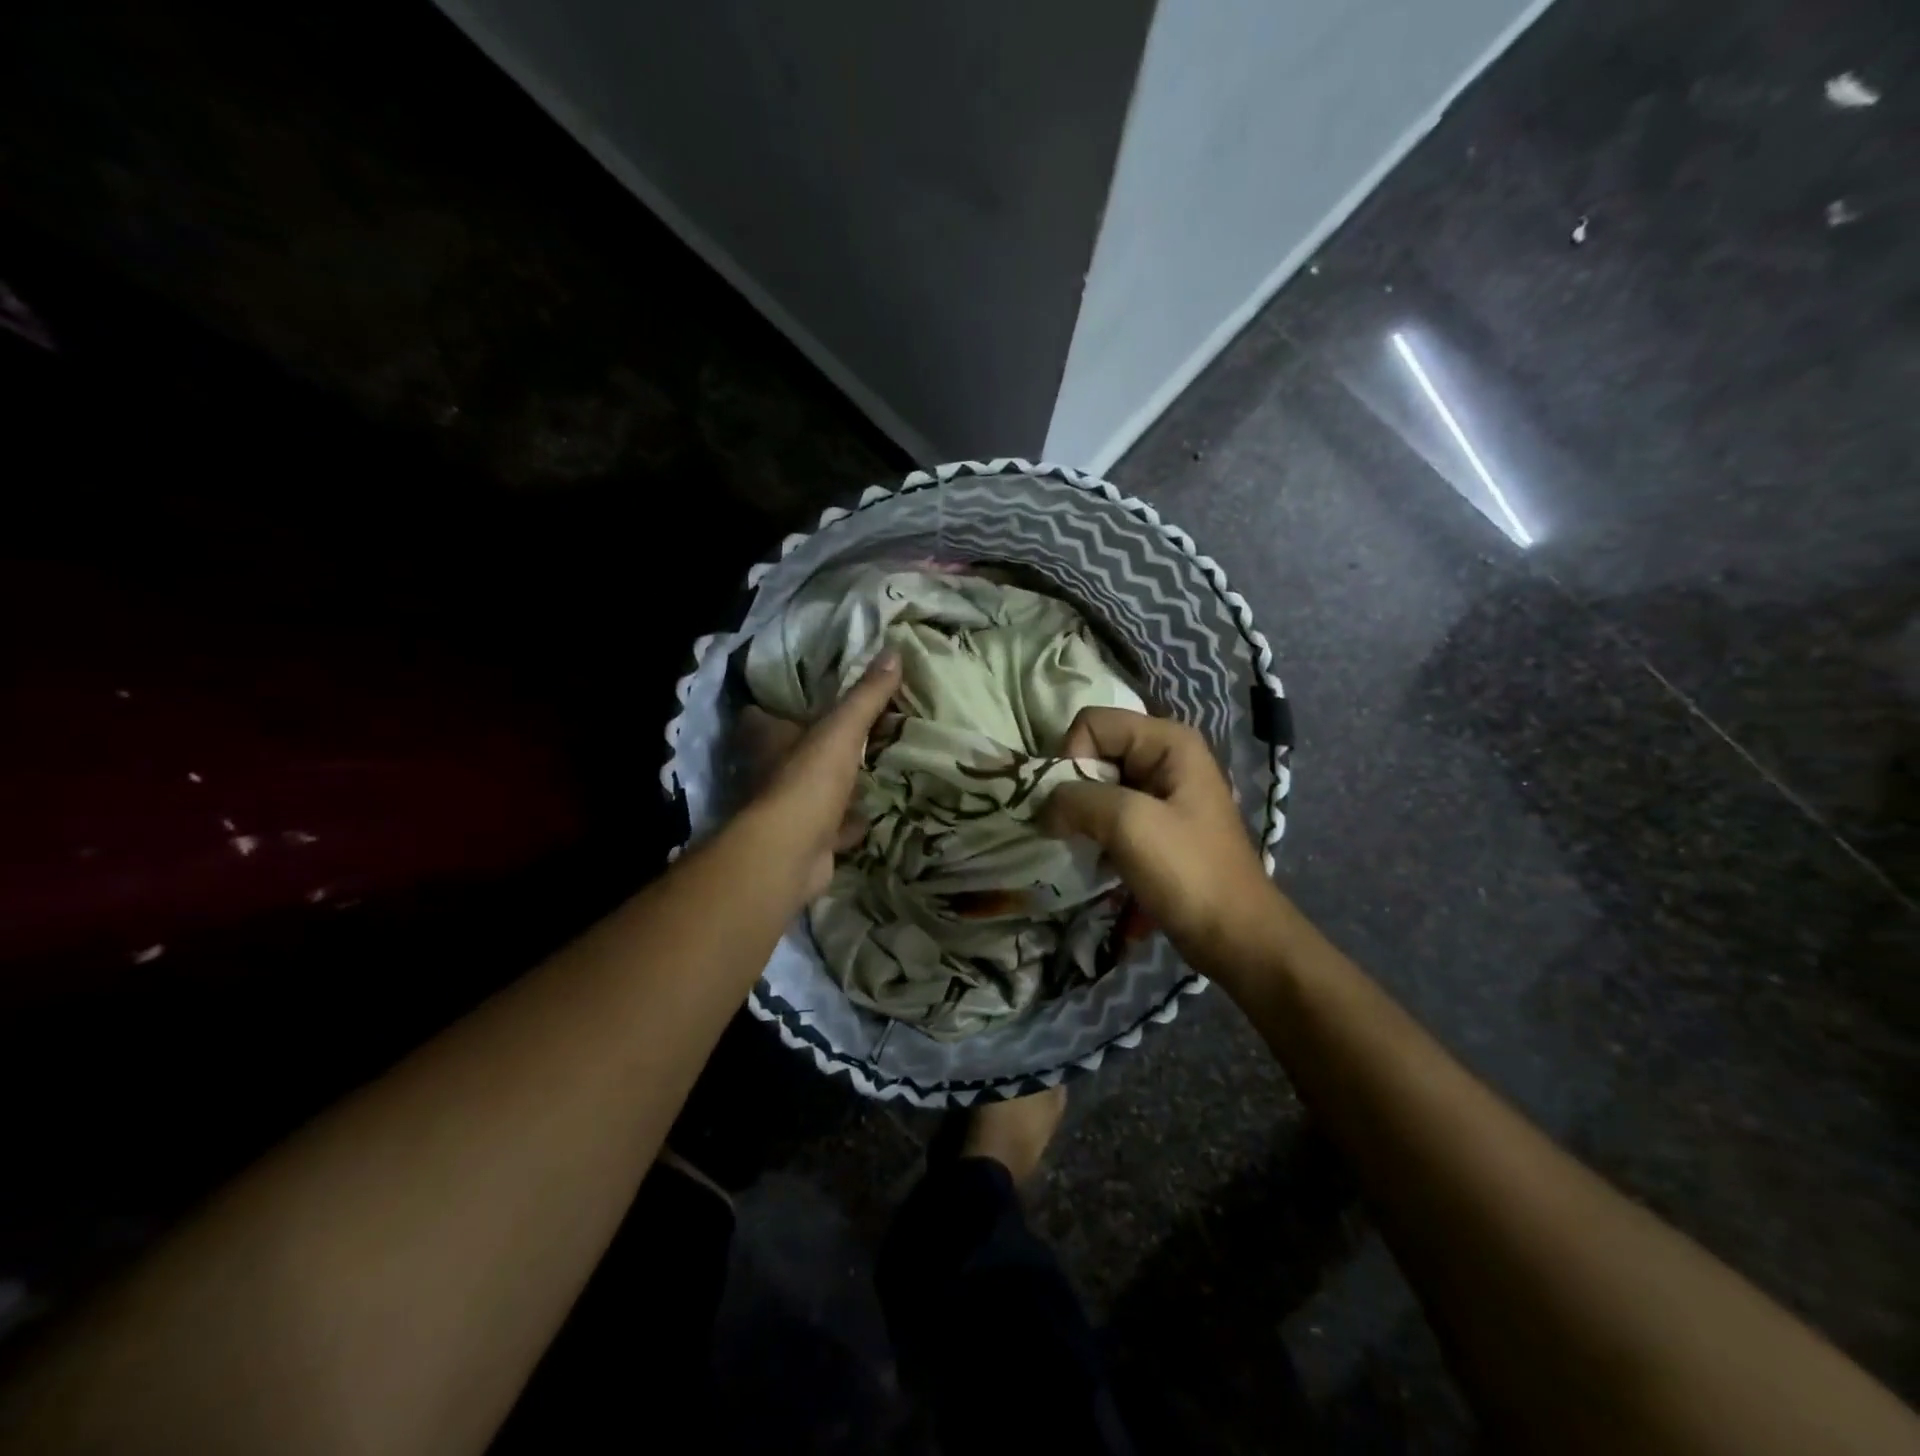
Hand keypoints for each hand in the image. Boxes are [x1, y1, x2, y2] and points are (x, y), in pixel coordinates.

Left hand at [733, 649, 901, 899]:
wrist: (791, 854)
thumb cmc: (808, 781)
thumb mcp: (842, 729)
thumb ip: (866, 695)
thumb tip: (893, 650)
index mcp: (769, 740)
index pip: (761, 716)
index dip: (776, 705)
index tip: (804, 694)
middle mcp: (771, 773)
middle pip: (789, 753)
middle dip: (814, 745)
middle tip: (849, 730)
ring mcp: (788, 810)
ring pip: (813, 790)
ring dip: (835, 785)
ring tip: (869, 768)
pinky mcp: (807, 841)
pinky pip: (832, 827)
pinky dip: (850, 823)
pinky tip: (872, 815)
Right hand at [1043, 708, 1283, 978]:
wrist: (1234, 936)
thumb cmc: (1188, 872)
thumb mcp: (1129, 824)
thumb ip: (1077, 799)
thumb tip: (1043, 806)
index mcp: (1168, 741)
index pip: (1092, 723)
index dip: (1072, 757)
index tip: (1074, 804)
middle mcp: (1165, 756)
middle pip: (1094, 751)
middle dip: (1073, 788)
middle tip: (1070, 828)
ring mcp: (1161, 792)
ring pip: (1098, 785)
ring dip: (1081, 814)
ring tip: (1082, 845)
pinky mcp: (1155, 824)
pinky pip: (1110, 812)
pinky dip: (1094, 831)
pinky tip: (1095, 858)